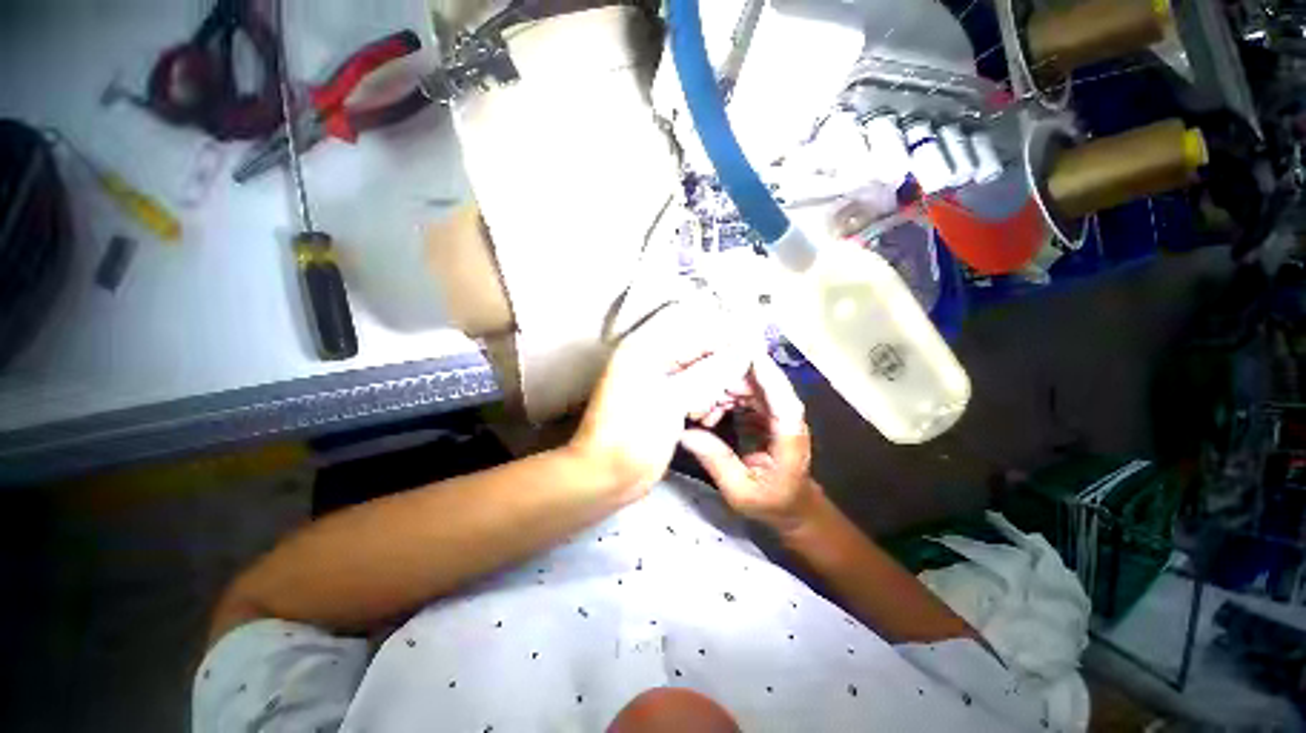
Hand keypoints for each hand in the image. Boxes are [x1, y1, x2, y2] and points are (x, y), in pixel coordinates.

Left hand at [570, 302, 748, 496]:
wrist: (607, 475)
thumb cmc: (632, 436)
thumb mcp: (672, 399)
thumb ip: (709, 373)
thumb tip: (741, 352)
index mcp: (644, 350)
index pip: (694, 334)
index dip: (724, 341)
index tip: (752, 353)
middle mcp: (649, 360)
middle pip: (695, 352)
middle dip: (720, 366)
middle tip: (743, 383)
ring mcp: (654, 382)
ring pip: (695, 373)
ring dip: (713, 385)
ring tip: (724, 402)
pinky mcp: (660, 402)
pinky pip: (688, 391)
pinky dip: (702, 399)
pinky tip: (708, 413)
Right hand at [679, 355, 822, 533]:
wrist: (793, 506)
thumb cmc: (773, 502)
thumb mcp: (741, 490)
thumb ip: (716, 461)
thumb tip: (683, 433)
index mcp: (787, 427)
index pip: (773, 385)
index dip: (749, 363)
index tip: (718, 350)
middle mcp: (783, 409)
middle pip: (753, 375)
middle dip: (718, 373)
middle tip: (687, 382)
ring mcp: (772, 407)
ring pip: (742, 380)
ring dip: (715, 387)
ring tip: (694, 409)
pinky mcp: (762, 409)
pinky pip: (738, 392)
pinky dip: (718, 398)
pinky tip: (704, 416)